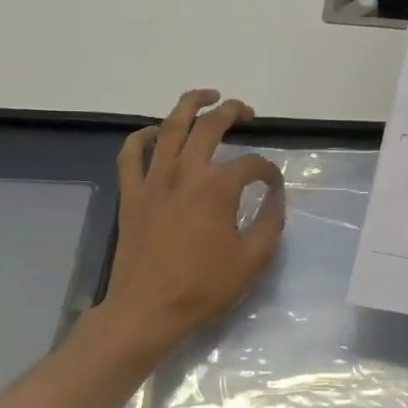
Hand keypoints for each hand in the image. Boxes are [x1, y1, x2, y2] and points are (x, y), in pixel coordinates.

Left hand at [87, 89, 285, 356]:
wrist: (147, 310)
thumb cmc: (204, 287)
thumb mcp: (253, 259)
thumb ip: (271, 223)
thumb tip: (275, 198)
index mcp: (217, 189)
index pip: (251, 164)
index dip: (268, 171)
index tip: (273, 185)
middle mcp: (185, 173)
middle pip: (209, 127)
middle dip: (231, 112)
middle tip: (246, 110)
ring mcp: (153, 180)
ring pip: (169, 127)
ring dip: (189, 105)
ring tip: (206, 97)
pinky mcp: (131, 194)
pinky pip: (131, 154)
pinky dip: (143, 136)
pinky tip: (156, 131)